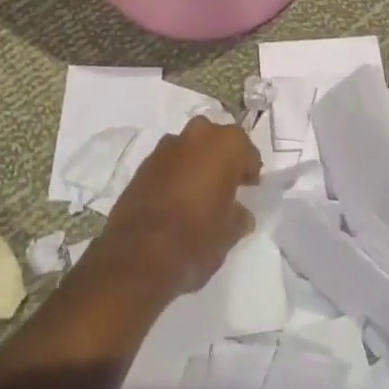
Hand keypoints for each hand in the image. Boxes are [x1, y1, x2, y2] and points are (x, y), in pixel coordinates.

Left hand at [97, 117, 260, 296]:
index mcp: (226, 144)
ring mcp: (166, 146)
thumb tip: (239, 212)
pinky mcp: (143, 163)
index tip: (249, 188)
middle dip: (221, 158)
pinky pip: (168, 162)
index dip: (249, 170)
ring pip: (189, 147)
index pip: (246, 150)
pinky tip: (175, 198)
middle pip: (215, 140)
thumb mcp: (230, 233)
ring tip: (198, 191)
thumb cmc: (196, 238)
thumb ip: (239, 215)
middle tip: (225, 184)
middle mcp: (197, 134)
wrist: (138, 254)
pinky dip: (175, 173)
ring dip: (196, 162)